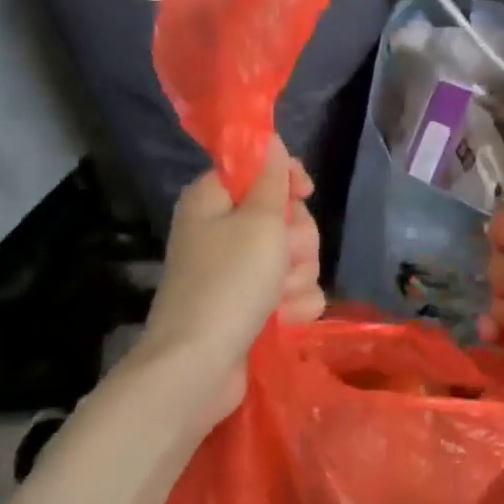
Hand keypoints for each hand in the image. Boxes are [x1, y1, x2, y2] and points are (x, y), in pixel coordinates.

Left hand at [112, 138, 324, 427]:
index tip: (304, 192)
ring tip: (278, 297)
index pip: (258, 170)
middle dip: (297, 239)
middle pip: (286, 217)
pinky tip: (282, 320)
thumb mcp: (258, 222)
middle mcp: (226, 232)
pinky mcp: (255, 307)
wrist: (200, 366)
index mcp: (215, 201)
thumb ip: (271, 180)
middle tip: (283, 256)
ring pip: (296, 257)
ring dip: (297, 277)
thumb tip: (267, 138)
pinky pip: (293, 293)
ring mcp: (240, 273)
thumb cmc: (229, 283)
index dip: (285, 179)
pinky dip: (293, 306)